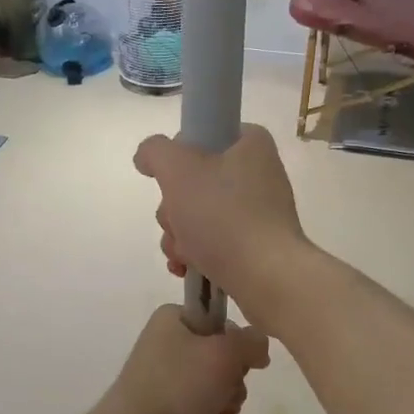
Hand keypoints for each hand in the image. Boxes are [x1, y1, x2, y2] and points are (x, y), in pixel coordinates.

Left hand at [96, 306, 270, 413]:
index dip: (239, 346)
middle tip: (230, 395)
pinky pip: (196, 396)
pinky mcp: (158, 395)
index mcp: (175, 316)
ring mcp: (161, 368)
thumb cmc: (178, 386)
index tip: (241, 367)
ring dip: (226, 396)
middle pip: (220, 352)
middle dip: (233, 378)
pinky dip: (210, 408)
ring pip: (212, 377)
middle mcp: (166, 337)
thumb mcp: (224, 356)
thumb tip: (258, 345)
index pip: (223, 322)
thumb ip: (251, 342)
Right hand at [133, 125, 307, 318]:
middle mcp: (257, 173)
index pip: (203, 135)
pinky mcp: (254, 244)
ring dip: (178, 235)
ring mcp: (258, 212)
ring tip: (184, 253)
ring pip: (197, 215)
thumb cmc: (223, 216)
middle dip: (173, 208)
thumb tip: (147, 157)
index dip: (178, 157)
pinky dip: (194, 253)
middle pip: (193, 181)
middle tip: (178, 222)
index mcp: (250, 144)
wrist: (266, 278)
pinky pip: (212, 241)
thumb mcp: (178, 169)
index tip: (171, 179)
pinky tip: (186, 268)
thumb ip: (155, 152)